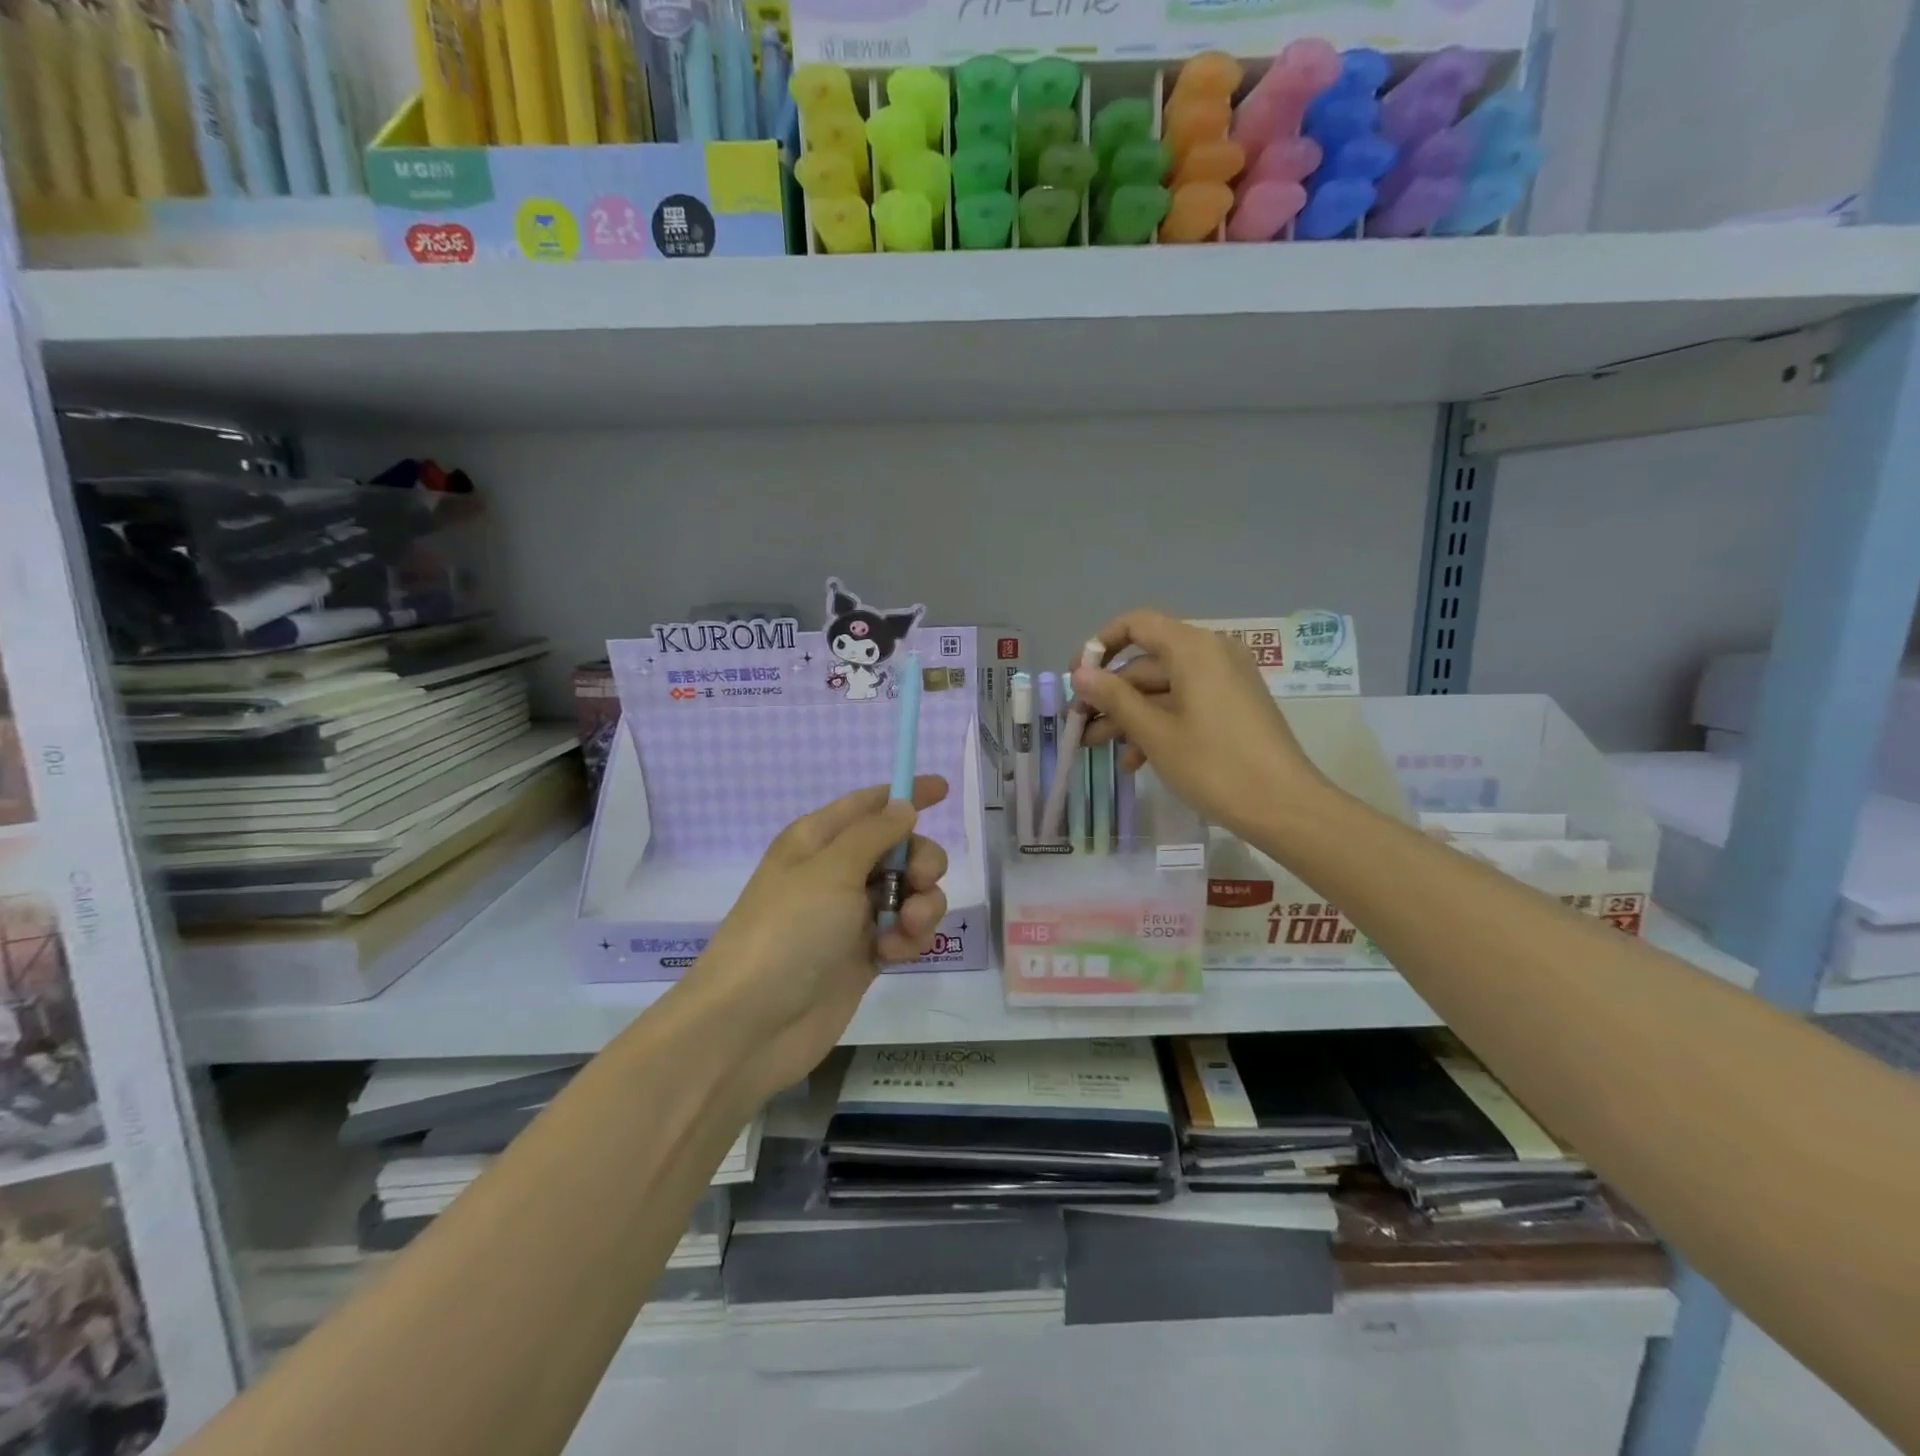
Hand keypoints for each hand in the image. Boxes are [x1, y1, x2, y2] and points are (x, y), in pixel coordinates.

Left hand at [681, 776, 948, 1103]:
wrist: (752, 1025)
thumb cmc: (787, 932)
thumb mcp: (831, 871)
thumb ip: (875, 833)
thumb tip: (903, 804)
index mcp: (818, 840)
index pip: (869, 804)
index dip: (905, 794)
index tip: (944, 788)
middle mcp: (836, 872)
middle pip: (900, 849)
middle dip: (921, 860)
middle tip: (919, 880)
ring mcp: (851, 916)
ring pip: (910, 892)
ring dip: (922, 904)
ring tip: (907, 927)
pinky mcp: (865, 955)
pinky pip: (905, 931)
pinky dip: (909, 938)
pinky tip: (894, 955)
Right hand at [1073, 609, 1325, 841]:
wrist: (1285, 807)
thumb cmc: (1214, 765)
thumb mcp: (1155, 733)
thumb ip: (1114, 698)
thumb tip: (1080, 673)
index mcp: (1193, 649)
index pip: (1136, 625)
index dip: (1100, 645)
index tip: (1077, 678)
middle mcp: (1211, 654)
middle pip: (1146, 663)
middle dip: (1110, 695)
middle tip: (1079, 727)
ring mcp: (1224, 682)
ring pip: (1163, 689)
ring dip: (1129, 716)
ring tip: (1099, 749)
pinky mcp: (1232, 707)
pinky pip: (1185, 704)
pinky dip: (1158, 725)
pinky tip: (1136, 761)